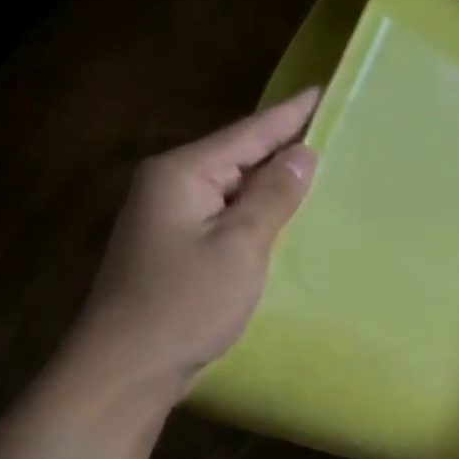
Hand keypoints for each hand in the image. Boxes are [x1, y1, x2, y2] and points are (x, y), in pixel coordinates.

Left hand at [58, 89, 320, 403]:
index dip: (289, 115)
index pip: (248, 133)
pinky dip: (254, 213)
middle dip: (282, 148)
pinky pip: (224, 215)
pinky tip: (280, 218)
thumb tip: (303, 154)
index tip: (322, 91)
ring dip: (270, 183)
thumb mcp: (240, 246)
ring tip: (316, 171)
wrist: (127, 367)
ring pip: (232, 188)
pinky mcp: (174, 247)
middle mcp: (169, 185)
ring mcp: (168, 217)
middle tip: (331, 134)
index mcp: (182, 173)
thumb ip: (274, 196)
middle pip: (238, 156)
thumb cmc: (186, 303)